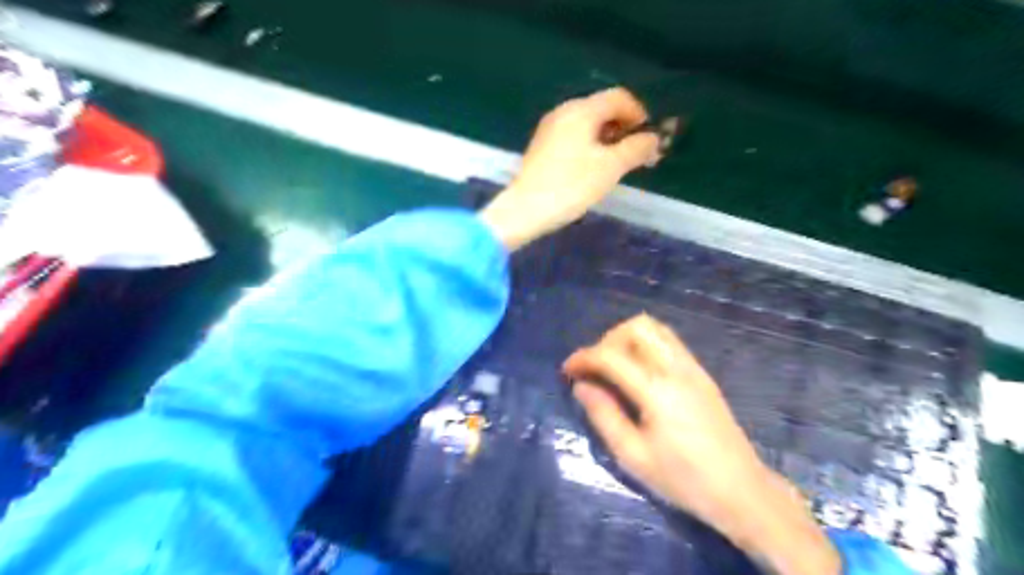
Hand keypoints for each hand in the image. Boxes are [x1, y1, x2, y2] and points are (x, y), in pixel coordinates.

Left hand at [477, 84, 660, 252]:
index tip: (648, 138)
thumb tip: (653, 138)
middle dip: (624, 128)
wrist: (525, 209)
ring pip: (588, 124)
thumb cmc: (571, 185)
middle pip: (602, 109)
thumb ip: (636, 148)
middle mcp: (564, 111)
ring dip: (608, 139)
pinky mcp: (542, 146)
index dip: (639, 114)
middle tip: (637, 154)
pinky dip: (591, 146)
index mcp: (581, 110)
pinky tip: (594, 168)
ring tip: (618, 164)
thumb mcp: (611, 167)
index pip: (619, 97)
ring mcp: (550, 129)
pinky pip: (574, 136)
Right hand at [560, 316, 840, 573]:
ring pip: (655, 329)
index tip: (567, 371)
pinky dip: (645, 346)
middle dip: (607, 340)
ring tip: (614, 368)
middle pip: (637, 327)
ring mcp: (693, 368)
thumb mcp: (633, 455)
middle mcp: (676, 368)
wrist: (741, 491)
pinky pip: (668, 342)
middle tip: (596, 369)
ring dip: (627, 339)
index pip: (611, 355)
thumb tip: (582, 385)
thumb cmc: (683, 479)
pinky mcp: (701, 374)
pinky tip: (638, 374)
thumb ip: (603, 415)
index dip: (583, 357)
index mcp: (657, 390)